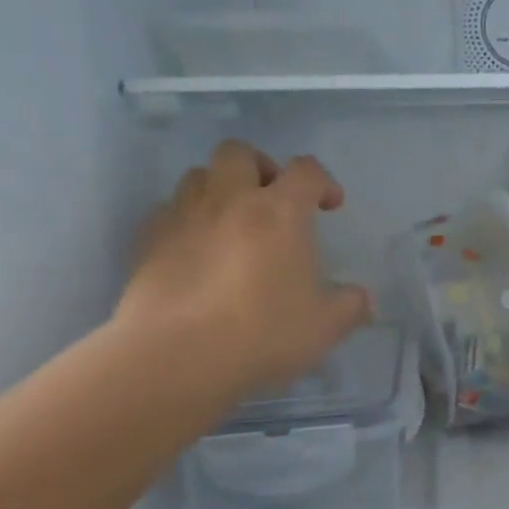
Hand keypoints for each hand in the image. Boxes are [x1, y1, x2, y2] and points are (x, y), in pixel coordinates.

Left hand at [114, 141, 371, 407]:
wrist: (176, 356)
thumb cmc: (263, 332)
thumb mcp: (325, 326)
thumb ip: (350, 305)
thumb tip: (361, 299)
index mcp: (280, 212)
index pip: (305, 170)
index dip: (323, 182)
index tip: (329, 206)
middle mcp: (230, 200)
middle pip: (239, 152)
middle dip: (260, 167)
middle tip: (271, 200)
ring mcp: (183, 217)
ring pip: (197, 175)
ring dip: (218, 189)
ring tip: (230, 222)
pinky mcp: (147, 242)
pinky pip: (167, 213)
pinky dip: (185, 221)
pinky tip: (195, 252)